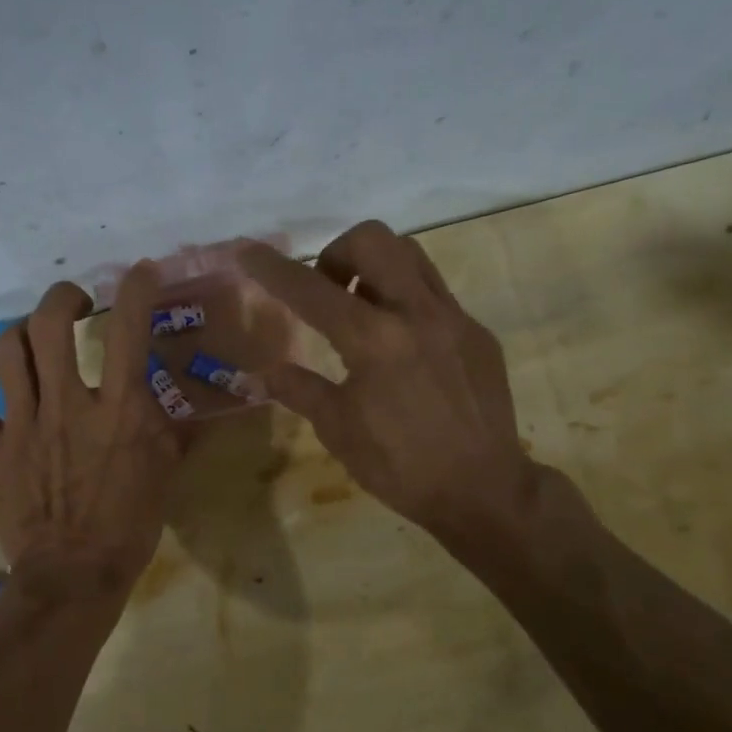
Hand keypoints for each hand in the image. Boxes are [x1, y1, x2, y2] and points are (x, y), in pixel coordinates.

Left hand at [0, 263, 182, 604]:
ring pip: (8, 348)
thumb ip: (170, 425)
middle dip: (63, 296)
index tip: (139, 273)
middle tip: (75, 303)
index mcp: (119, 409)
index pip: (129, 329)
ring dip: (23, 333)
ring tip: (34, 342)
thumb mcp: (166, 471)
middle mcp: (68, 404)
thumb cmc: (129, 525)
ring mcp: (22, 423)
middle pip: (51, 321)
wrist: (73, 575)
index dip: (136, 289)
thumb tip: (176, 396)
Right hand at [240, 222, 548, 549]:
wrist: (483, 491)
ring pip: (410, 255)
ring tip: (362, 308)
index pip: (311, 290)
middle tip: (327, 292)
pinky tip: (402, 345)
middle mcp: (416, 313)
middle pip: (372, 240)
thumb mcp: (338, 429)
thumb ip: (298, 389)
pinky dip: (405, 300)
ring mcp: (454, 318)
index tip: (248, 250)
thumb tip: (259, 372)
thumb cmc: (400, 466)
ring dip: (375, 266)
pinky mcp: (477, 332)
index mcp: (373, 340)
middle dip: (337, 253)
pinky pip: (435, 293)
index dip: (273, 268)